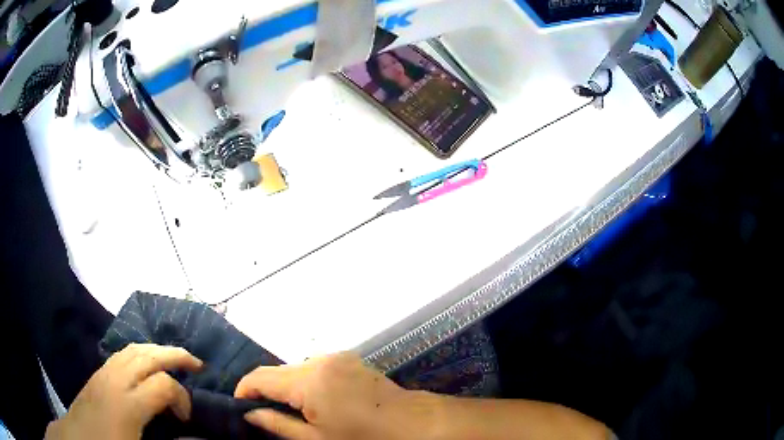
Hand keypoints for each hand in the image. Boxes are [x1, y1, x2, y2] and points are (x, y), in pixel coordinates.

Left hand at [46, 343, 202, 439]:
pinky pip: (122, 353)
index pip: (163, 385)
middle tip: (197, 365)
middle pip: (148, 355)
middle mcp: (115, 380)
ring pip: (134, 349)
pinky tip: (146, 363)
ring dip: (157, 350)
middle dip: (175, 355)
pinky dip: (140, 352)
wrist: (79, 439)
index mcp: (127, 405)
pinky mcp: (98, 373)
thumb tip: (193, 436)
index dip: (182, 398)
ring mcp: (104, 373)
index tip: (186, 418)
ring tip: (175, 359)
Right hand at [236, 352, 434, 439]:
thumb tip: (250, 414)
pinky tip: (312, 399)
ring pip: (294, 368)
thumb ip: (278, 425)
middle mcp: (318, 361)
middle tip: (262, 412)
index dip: (243, 389)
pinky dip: (304, 380)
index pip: (260, 377)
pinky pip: (314, 366)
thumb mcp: (317, 439)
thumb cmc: (363, 437)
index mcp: (308, 381)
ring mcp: (335, 356)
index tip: (239, 406)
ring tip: (287, 408)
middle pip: (277, 371)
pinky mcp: (348, 358)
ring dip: (285, 385)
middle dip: (264, 389)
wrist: (411, 423)